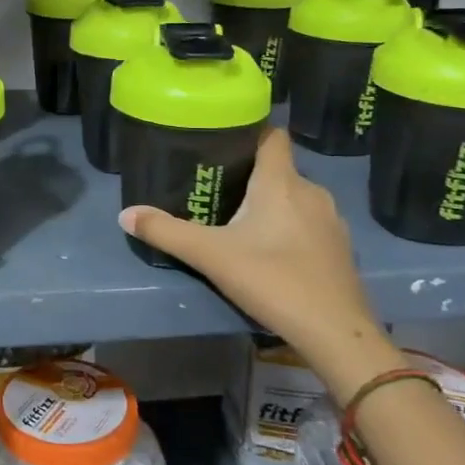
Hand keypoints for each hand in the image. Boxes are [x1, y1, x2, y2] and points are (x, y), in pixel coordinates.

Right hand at [118, 128, 400, 400]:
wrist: (336, 333)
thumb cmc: (273, 280)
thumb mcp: (211, 255)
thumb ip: (166, 232)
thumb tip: (125, 214)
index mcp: (281, 182)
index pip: (271, 135)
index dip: (248, 131)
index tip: (220, 139)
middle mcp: (311, 191)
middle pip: (277, 168)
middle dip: (248, 173)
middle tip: (213, 186)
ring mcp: (330, 221)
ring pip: (293, 197)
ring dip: (268, 202)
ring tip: (236, 218)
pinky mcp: (338, 248)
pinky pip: (307, 222)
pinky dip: (287, 226)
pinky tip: (268, 250)